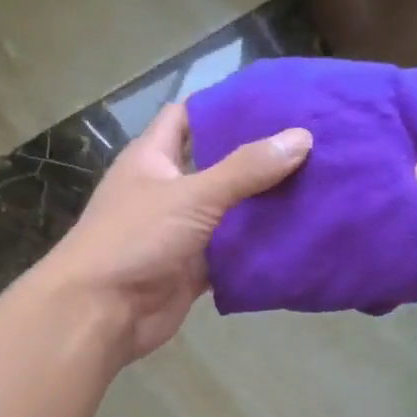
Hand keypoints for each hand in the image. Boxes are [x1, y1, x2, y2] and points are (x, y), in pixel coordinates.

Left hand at [40, 101, 311, 363]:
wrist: (101, 313)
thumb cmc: (135, 239)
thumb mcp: (192, 195)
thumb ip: (246, 169)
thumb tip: (301, 137)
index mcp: (153, 158)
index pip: (187, 117)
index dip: (224, 107)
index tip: (273, 104)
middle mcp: (166, 190)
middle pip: (216, 166)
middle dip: (256, 159)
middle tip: (310, 146)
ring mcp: (180, 232)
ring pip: (228, 213)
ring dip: (262, 206)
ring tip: (315, 188)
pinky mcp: (192, 270)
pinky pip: (230, 255)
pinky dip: (256, 250)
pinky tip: (297, 239)